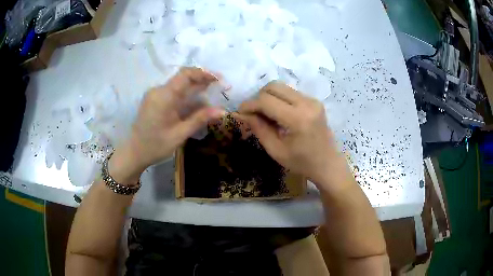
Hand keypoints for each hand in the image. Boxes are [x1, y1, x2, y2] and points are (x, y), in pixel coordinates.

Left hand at [110, 67, 224, 183]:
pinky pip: (173, 92)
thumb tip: (222, 111)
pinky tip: (196, 102)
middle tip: (220, 88)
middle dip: (202, 80)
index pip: (186, 75)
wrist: (134, 152)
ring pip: (178, 85)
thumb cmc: (156, 146)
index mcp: (164, 96)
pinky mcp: (154, 100)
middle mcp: (158, 90)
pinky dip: (186, 94)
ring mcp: (155, 94)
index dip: (204, 73)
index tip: (219, 79)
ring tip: (212, 95)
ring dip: (195, 88)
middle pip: (183, 78)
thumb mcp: (179, 134)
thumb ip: (200, 119)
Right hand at [238, 81, 342, 185]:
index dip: (249, 104)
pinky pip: (290, 92)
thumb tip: (242, 114)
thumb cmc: (301, 162)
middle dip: (258, 97)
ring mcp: (312, 100)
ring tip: (265, 113)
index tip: (240, 112)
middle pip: (273, 87)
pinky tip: (278, 114)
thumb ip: (259, 129)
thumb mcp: (276, 150)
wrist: (327, 163)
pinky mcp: (314, 100)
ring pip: (281, 87)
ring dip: (268, 97)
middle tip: (253, 113)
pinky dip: (279, 99)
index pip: (266, 101)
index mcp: (298, 119)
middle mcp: (307, 103)